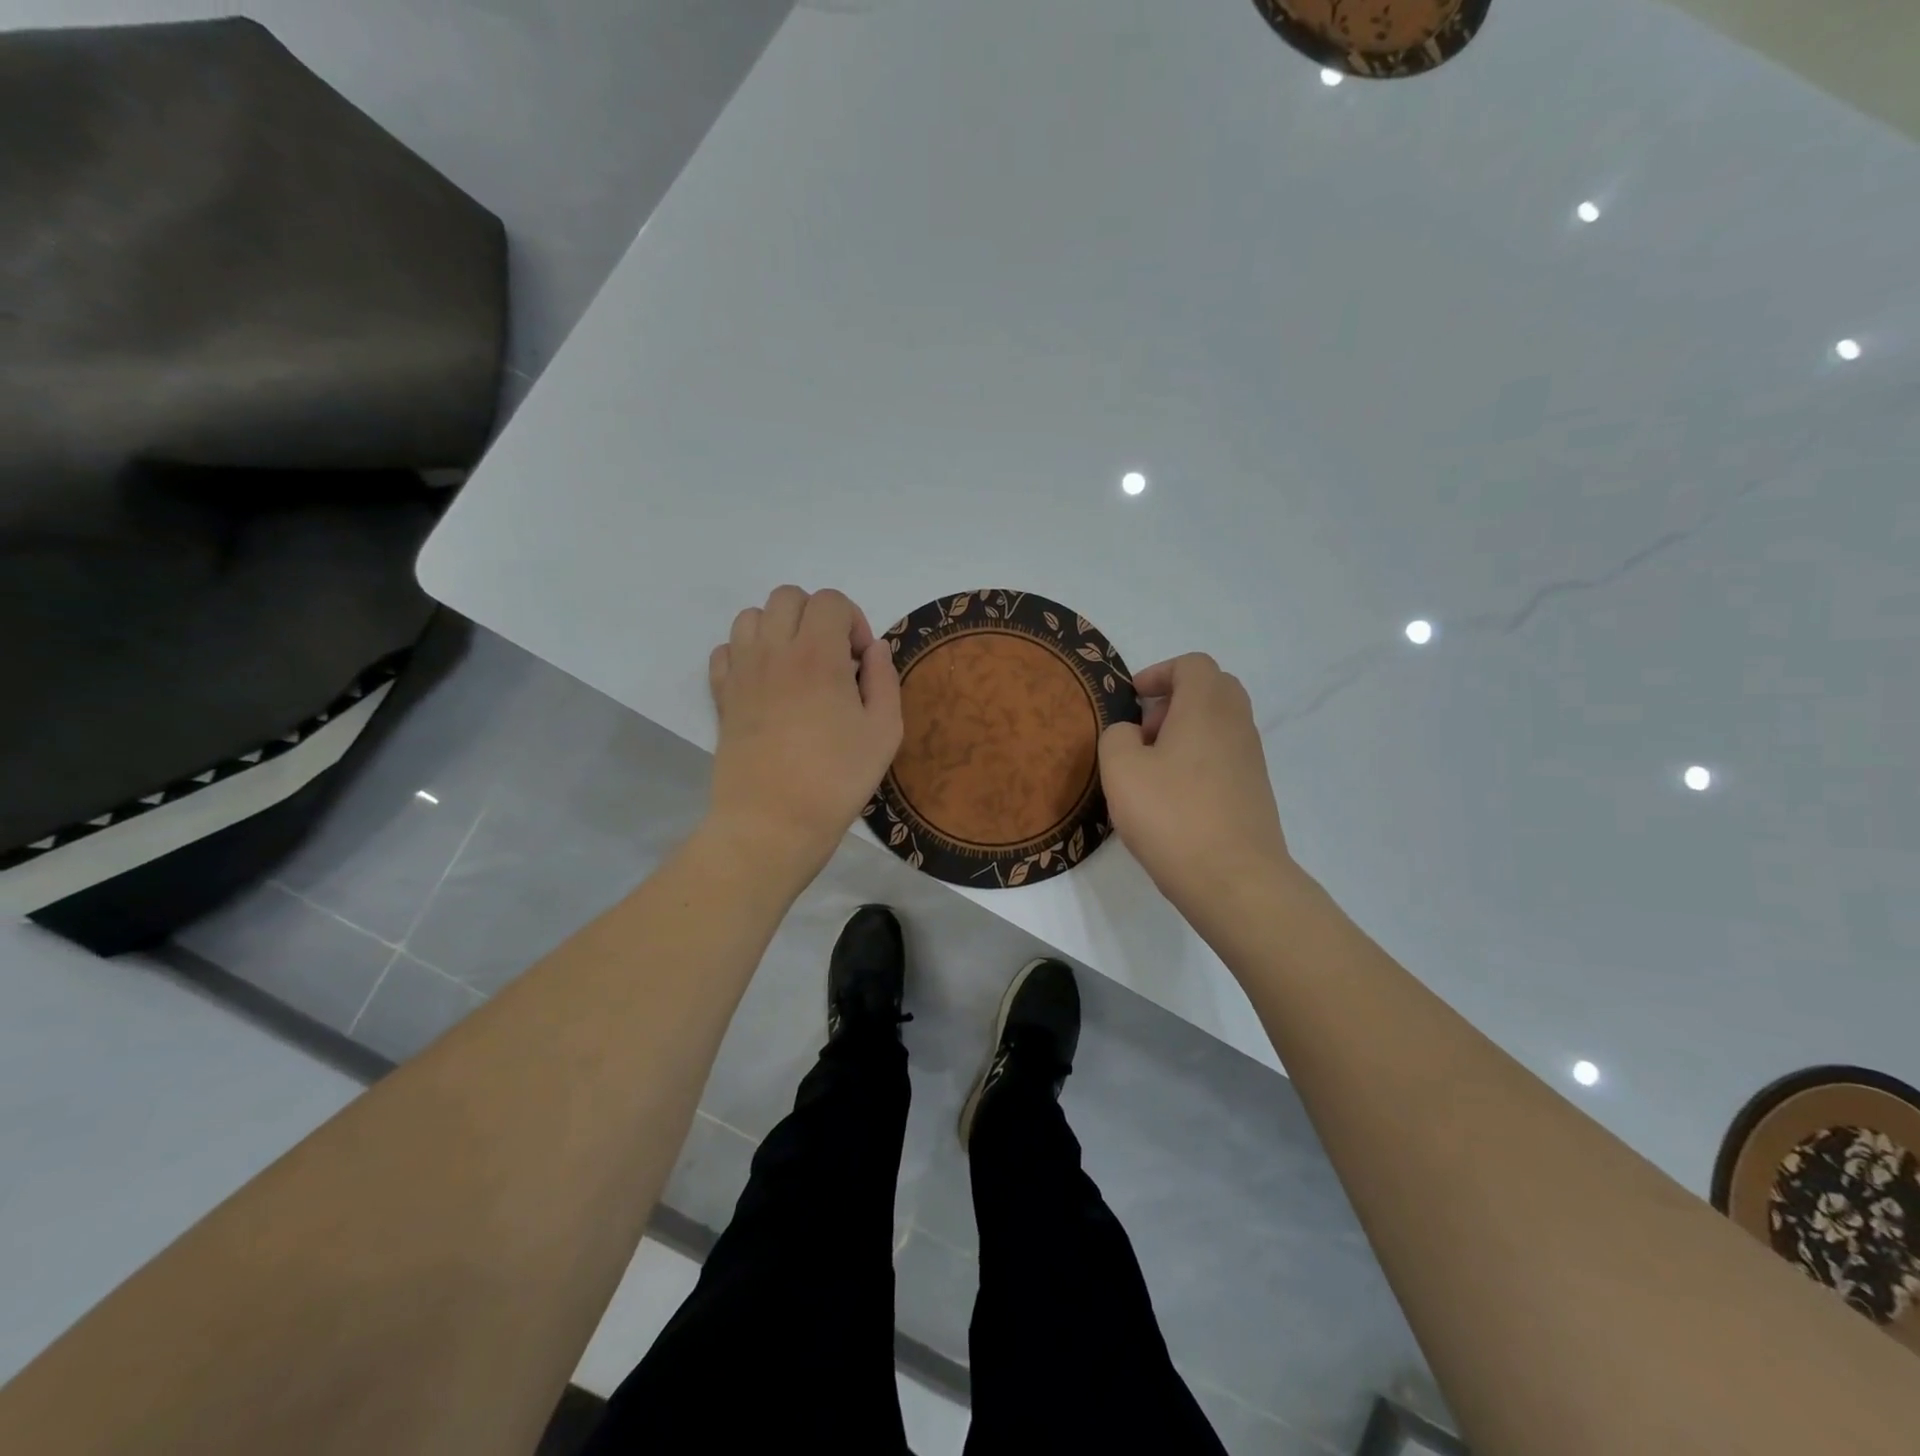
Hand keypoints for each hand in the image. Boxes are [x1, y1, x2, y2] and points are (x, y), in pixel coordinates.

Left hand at [706, 586, 902, 877]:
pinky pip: (725, 650)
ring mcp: (741, 672)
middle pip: (788, 597)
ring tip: (797, 666)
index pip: (830, 601)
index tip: (860, 661)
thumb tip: (874, 649)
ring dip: (779, 629)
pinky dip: (746, 653)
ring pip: (751, 616)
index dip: (853, 621)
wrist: (772, 822)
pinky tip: (766, 683)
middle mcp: (774, 651)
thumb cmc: (836, 779)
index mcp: (818, 655)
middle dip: (816, 616)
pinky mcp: (722, 696)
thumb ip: (884, 680)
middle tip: (832, 659)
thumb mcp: (884, 732)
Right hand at [1098, 653, 1290, 912]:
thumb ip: (1117, 737)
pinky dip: (1198, 759)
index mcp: (1206, 707)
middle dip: (1174, 700)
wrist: (1234, 880)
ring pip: (1219, 724)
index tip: (1133, 699)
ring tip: (1152, 769)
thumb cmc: (1172, 816)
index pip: (1193, 665)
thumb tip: (1132, 735)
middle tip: (1144, 731)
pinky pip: (1224, 756)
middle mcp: (1236, 725)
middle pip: (1212, 689)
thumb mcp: (1120, 770)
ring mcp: (1251, 759)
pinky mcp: (1254, 791)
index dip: (1159, 673)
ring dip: (1185, 732)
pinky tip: (1173, 797)